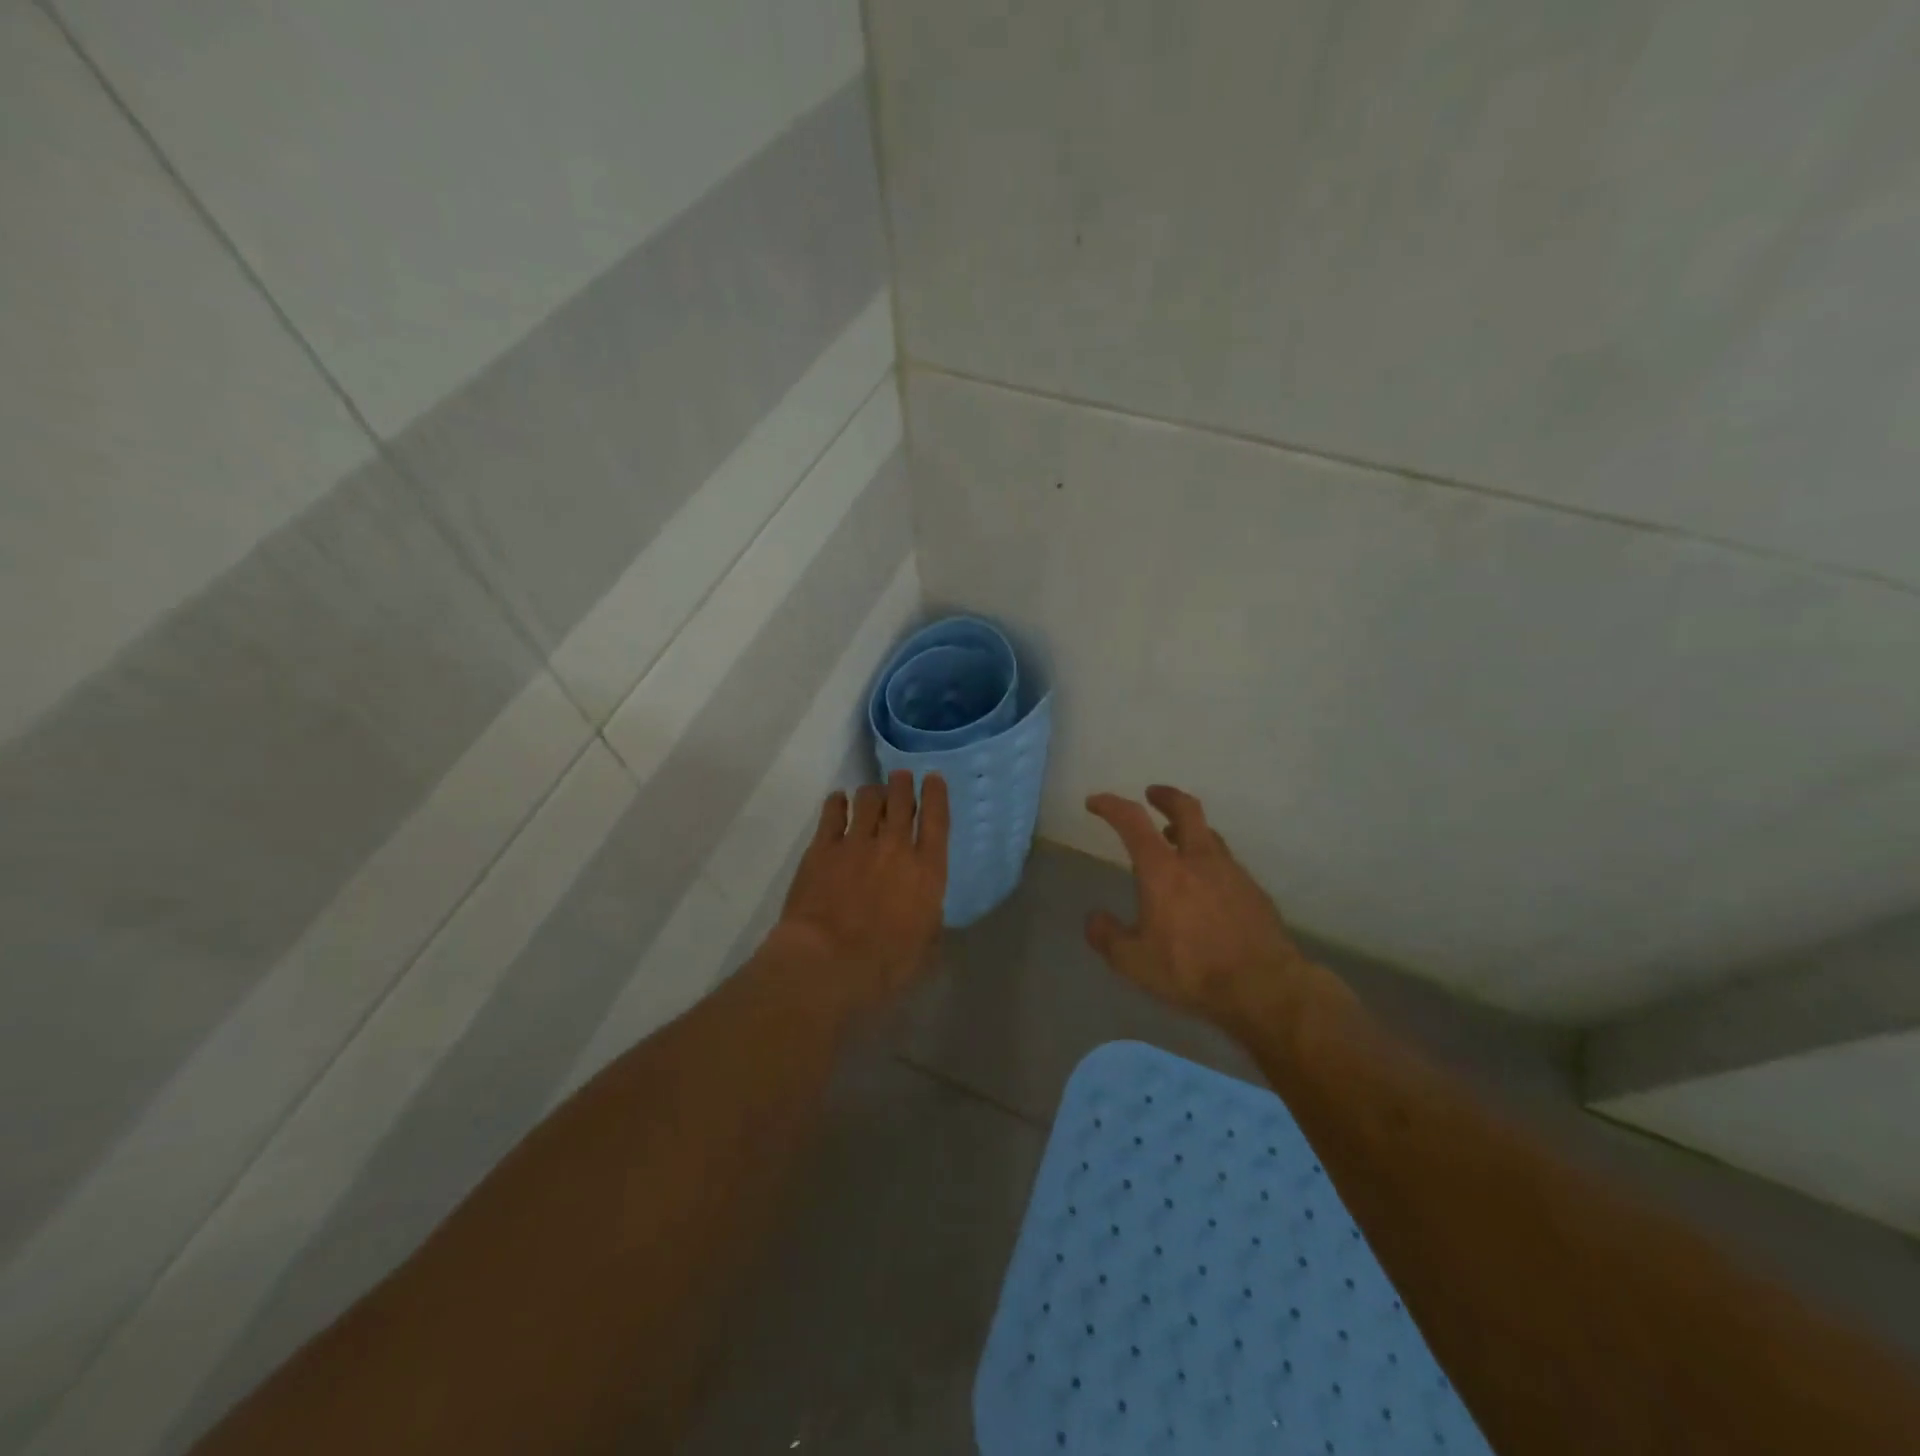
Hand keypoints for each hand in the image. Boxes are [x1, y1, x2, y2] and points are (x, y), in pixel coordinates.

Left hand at [773, 770, 948, 1012]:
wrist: (827, 962)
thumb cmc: (884, 966)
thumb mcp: (925, 949)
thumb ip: (929, 921)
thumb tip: (926, 912)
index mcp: (927, 870)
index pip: (937, 819)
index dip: (936, 794)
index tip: (933, 778)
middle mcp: (895, 846)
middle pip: (902, 800)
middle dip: (903, 784)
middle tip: (901, 777)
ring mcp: (857, 842)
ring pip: (868, 799)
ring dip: (873, 792)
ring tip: (872, 792)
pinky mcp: (823, 848)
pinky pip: (833, 813)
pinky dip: (838, 802)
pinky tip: (838, 801)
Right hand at [1084, 785, 1312, 1030]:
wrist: (1264, 988)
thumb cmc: (1191, 970)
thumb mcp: (1134, 962)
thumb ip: (1108, 937)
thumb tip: (1094, 919)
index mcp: (1163, 870)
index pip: (1132, 822)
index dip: (1111, 805)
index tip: (1095, 802)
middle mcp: (1199, 860)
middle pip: (1186, 808)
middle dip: (1165, 796)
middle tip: (1152, 794)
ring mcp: (1232, 873)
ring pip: (1210, 835)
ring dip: (1190, 830)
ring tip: (1177, 841)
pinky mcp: (1255, 892)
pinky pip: (1228, 865)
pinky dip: (1210, 863)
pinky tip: (1207, 888)